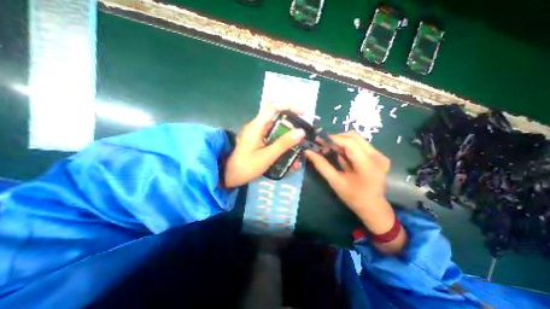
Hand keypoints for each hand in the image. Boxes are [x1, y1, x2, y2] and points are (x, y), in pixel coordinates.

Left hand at [225, 103, 306, 187]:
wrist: (230, 177)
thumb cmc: (246, 167)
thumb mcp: (267, 156)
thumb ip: (283, 144)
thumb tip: (301, 132)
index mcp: (256, 126)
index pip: (273, 108)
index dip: (288, 107)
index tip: (302, 113)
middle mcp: (256, 127)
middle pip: (276, 118)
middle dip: (291, 124)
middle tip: (302, 133)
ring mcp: (256, 134)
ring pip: (275, 129)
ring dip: (287, 135)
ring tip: (298, 145)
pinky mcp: (257, 141)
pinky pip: (272, 137)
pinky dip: (281, 142)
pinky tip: (288, 152)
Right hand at [305, 130, 394, 234]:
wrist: (373, 207)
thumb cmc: (353, 197)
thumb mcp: (335, 181)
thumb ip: (321, 165)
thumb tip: (308, 152)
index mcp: (367, 164)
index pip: (349, 142)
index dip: (333, 138)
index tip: (319, 140)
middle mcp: (377, 156)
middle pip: (354, 136)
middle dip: (337, 138)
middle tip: (324, 145)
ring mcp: (380, 155)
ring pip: (357, 139)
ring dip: (342, 141)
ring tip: (331, 150)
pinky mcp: (379, 156)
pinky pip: (361, 145)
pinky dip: (348, 146)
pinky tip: (342, 155)